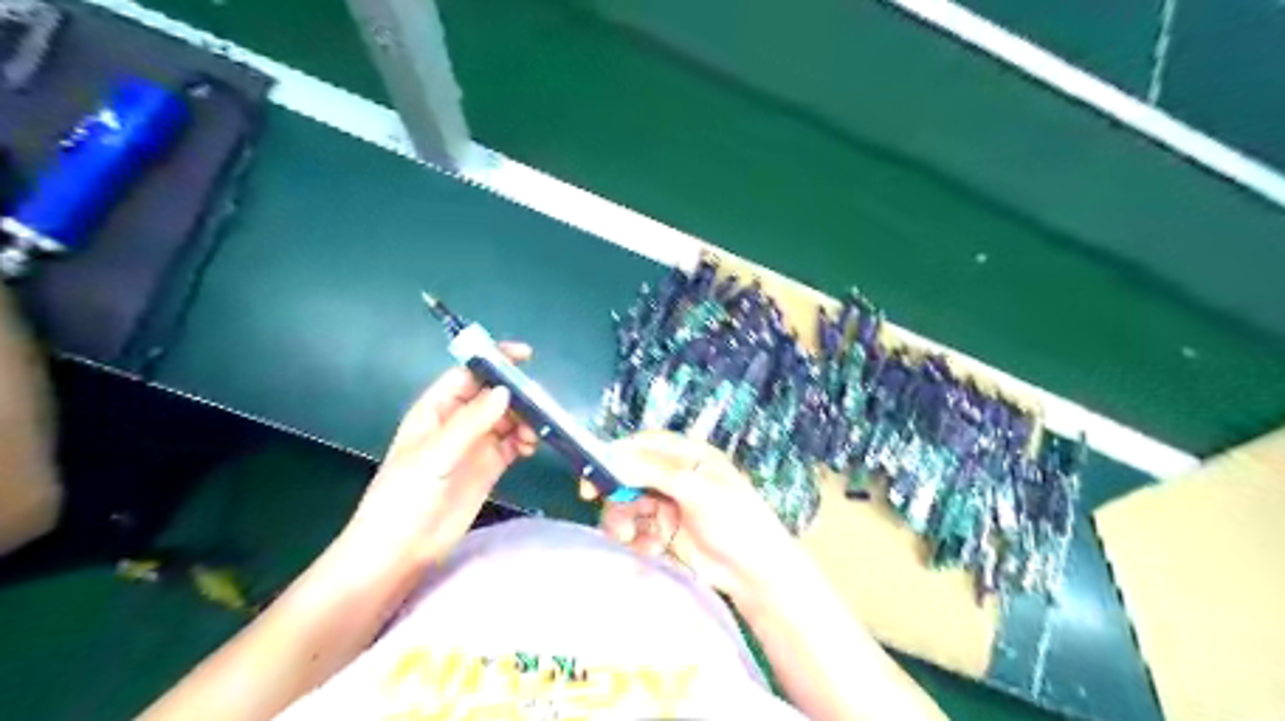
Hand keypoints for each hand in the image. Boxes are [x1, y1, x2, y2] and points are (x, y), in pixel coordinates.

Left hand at [339, 344, 533, 568]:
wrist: (401, 550)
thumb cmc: (405, 496)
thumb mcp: (435, 455)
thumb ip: (471, 423)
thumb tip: (505, 392)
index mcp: (436, 410)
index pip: (468, 375)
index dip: (494, 362)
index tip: (525, 356)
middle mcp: (458, 422)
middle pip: (494, 396)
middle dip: (518, 395)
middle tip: (539, 405)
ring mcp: (475, 445)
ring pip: (508, 419)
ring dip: (525, 420)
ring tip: (535, 434)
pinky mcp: (489, 467)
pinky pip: (513, 444)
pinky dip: (526, 441)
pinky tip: (531, 448)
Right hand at [589, 431, 799, 599]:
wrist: (755, 573)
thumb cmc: (736, 522)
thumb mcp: (697, 492)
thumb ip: (655, 473)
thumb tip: (616, 459)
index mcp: (689, 456)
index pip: (645, 445)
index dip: (618, 455)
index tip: (595, 473)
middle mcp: (675, 476)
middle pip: (629, 476)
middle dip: (617, 496)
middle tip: (607, 511)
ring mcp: (668, 504)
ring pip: (628, 504)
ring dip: (623, 521)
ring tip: (630, 538)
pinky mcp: (664, 531)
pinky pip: (635, 529)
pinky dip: (636, 539)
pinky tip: (652, 549)